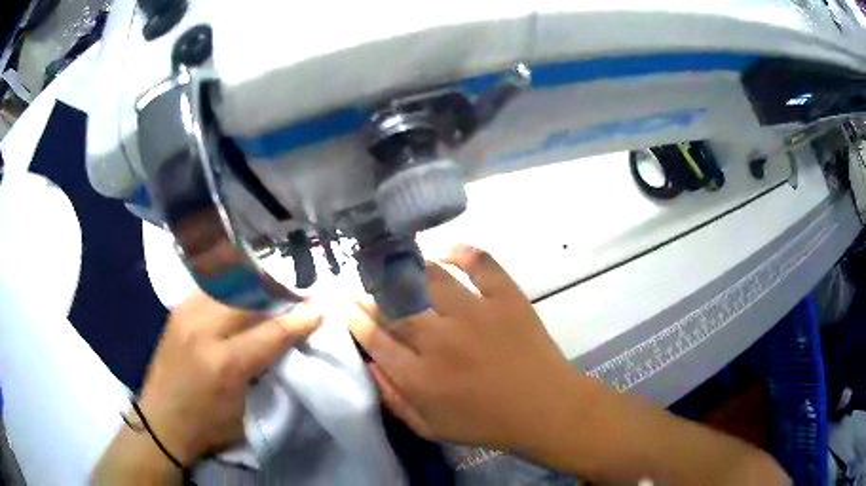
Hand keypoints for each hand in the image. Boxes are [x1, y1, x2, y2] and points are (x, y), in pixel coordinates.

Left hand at [136, 291, 321, 464]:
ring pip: (228, 286)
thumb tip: (283, 341)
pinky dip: (230, 289)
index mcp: (226, 364)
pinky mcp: (177, 311)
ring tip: (270, 292)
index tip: (318, 308)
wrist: (161, 422)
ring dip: (253, 287)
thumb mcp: (245, 409)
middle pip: (250, 298)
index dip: (298, 320)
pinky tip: (239, 295)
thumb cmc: (208, 425)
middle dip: (277, 294)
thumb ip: (263, 370)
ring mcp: (186, 315)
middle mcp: (204, 330)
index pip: (271, 332)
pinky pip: (210, 289)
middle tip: (294, 297)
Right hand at [348, 245, 580, 452]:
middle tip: (363, 282)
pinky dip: (458, 250)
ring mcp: (475, 313)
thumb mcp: (431, 428)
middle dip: (369, 290)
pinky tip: (442, 250)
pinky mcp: (506, 297)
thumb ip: (394, 399)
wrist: (546, 409)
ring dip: (405, 268)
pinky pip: (478, 262)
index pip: (374, 337)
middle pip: (392, 305)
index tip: (340, 300)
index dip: (353, 316)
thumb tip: (369, 363)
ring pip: (427, 277)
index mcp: (421, 377)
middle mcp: (441, 339)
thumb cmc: (487, 424)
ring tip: (394, 265)